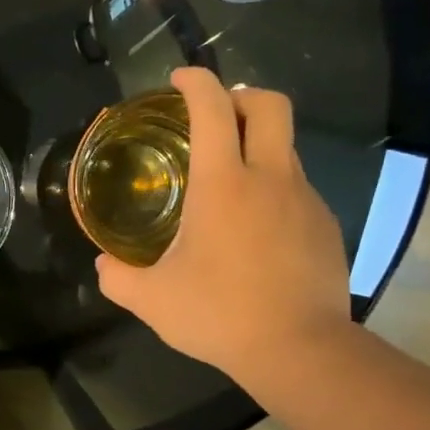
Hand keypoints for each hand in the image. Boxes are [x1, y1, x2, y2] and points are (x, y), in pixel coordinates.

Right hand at [96, 68, 351, 389]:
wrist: (299, 349)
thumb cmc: (219, 314)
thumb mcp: (151, 300)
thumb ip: (117, 277)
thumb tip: (103, 265)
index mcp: (224, 185)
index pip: (212, 109)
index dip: (195, 82)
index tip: (179, 80)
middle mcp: (270, 178)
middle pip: (269, 105)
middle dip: (241, 95)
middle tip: (216, 116)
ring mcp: (305, 200)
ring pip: (286, 149)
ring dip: (258, 148)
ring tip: (230, 185)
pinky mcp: (326, 227)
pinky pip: (297, 191)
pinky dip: (274, 191)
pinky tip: (256, 231)